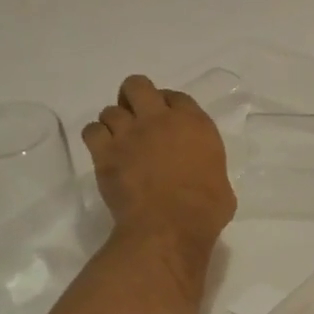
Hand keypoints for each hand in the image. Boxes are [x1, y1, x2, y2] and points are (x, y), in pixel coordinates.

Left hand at [82, 74, 234, 251]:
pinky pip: (92, 131)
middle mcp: (160, 119)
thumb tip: (202, 177)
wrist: (169, 227)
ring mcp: (130, 133)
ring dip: (115, 124)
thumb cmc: (205, 210)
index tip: (168, 122)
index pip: (177, 96)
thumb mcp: (222, 183)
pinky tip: (104, 153)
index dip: (169, 106)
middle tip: (137, 120)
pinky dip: (96, 139)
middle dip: (134, 98)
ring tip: (120, 143)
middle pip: (138, 86)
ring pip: (111, 110)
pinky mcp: (105, 152)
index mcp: (194, 124)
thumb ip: (209, 168)